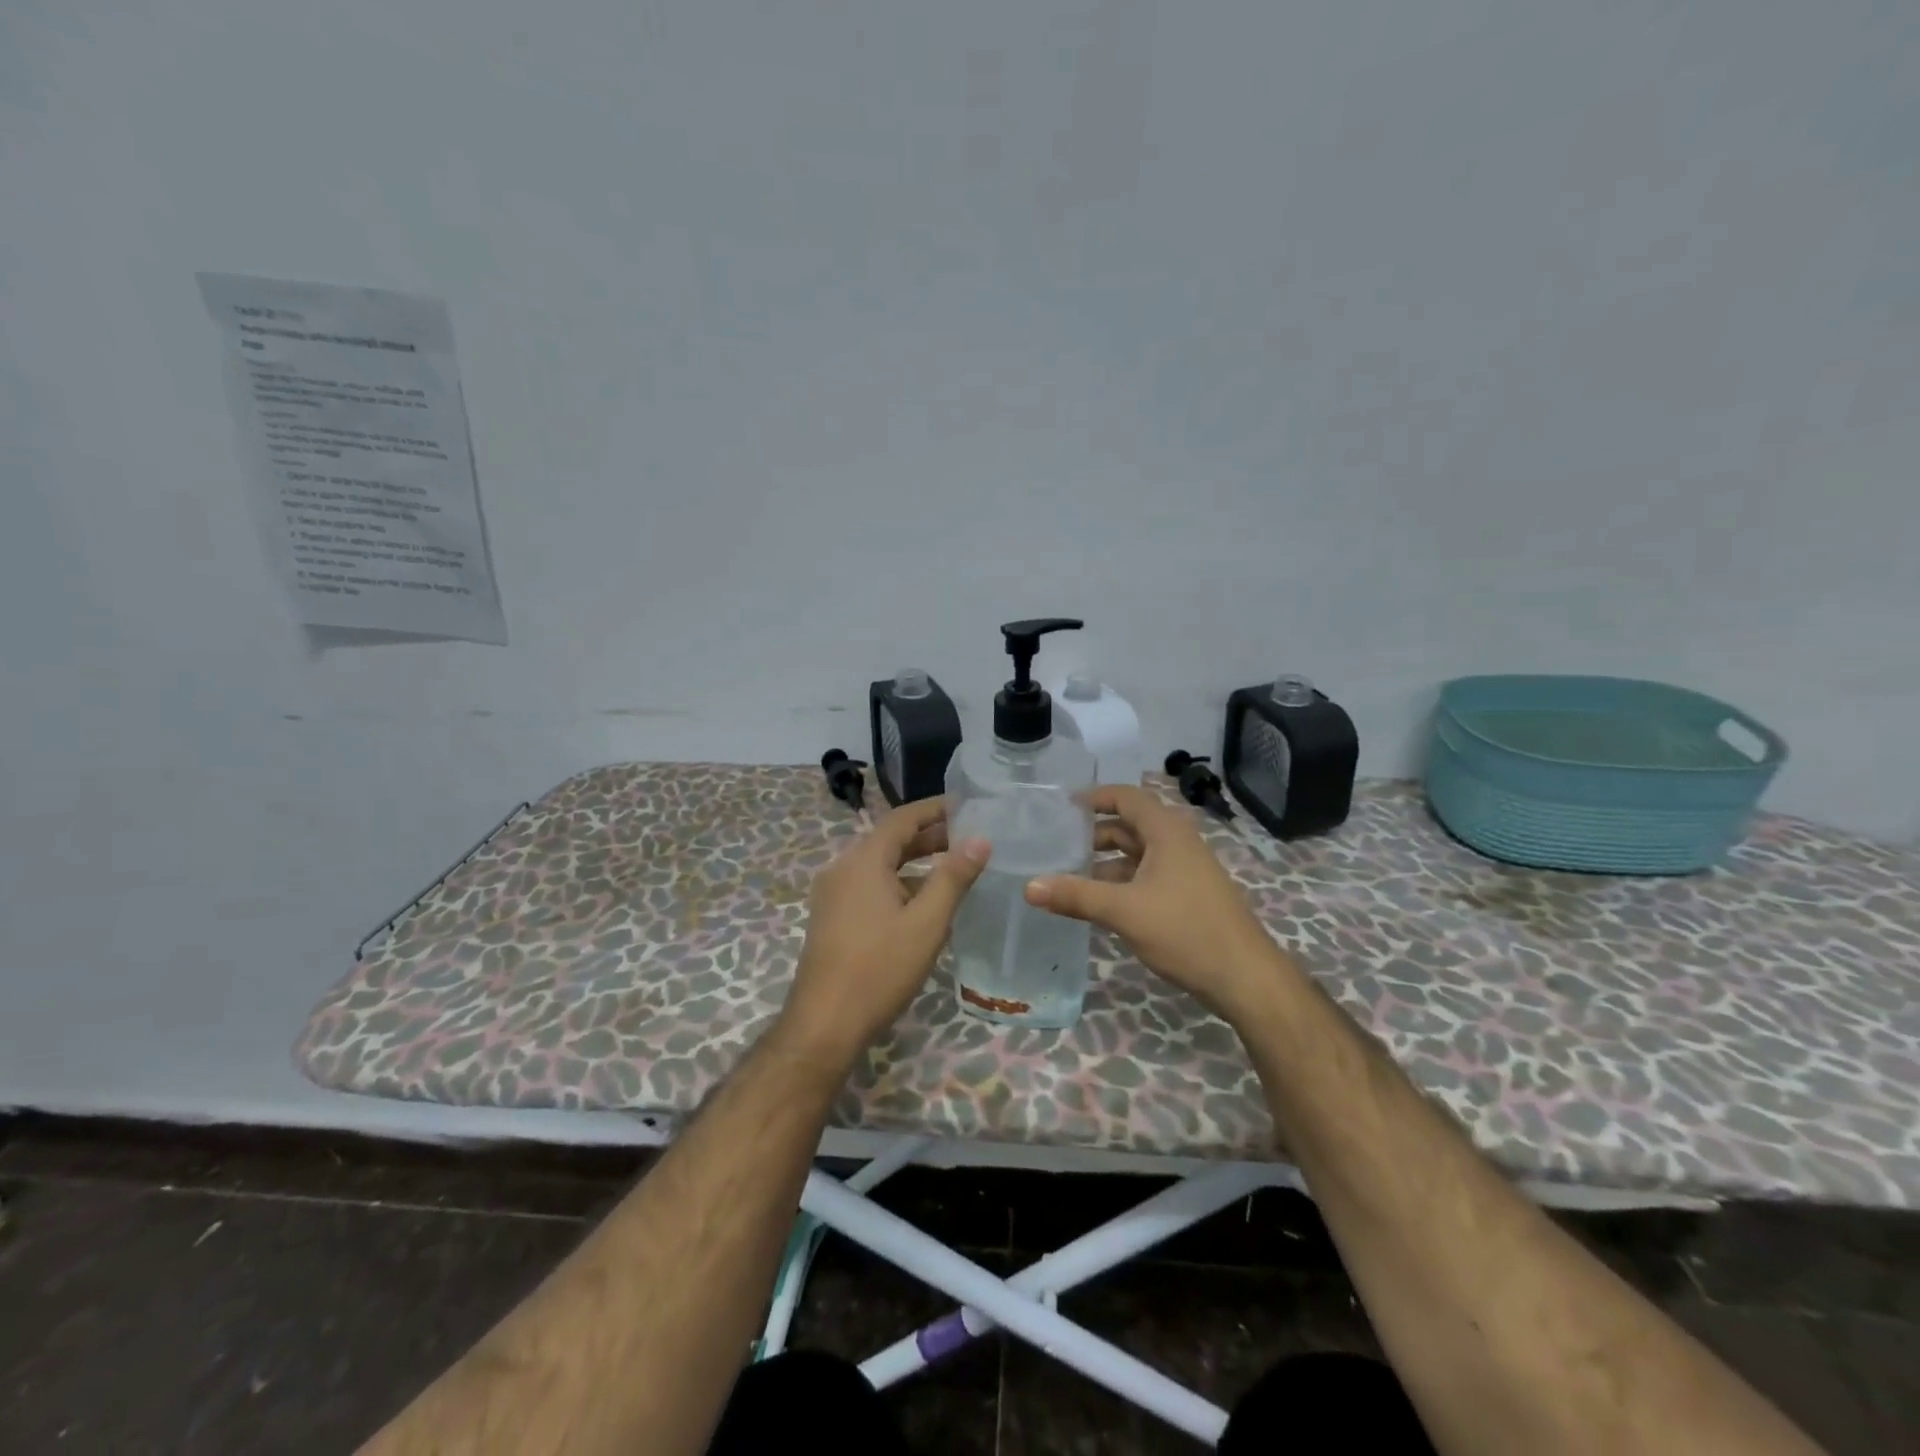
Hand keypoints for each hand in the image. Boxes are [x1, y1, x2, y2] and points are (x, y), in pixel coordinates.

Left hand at [777, 797, 990, 1067]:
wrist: (824, 1023)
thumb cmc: (879, 968)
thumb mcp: (926, 922)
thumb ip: (953, 878)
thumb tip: (980, 840)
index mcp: (864, 860)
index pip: (902, 818)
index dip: (935, 809)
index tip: (967, 805)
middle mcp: (843, 868)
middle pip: (889, 840)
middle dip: (929, 836)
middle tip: (968, 838)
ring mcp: (834, 894)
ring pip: (880, 866)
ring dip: (915, 863)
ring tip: (953, 869)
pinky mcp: (832, 917)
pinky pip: (869, 886)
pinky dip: (898, 884)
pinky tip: (923, 905)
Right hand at [1025, 784, 1288, 1018]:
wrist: (1245, 978)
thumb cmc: (1185, 931)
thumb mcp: (1124, 911)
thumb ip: (1075, 895)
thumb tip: (1029, 886)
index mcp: (1166, 831)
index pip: (1125, 797)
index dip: (1093, 797)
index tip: (1061, 808)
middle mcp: (1177, 842)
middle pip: (1128, 825)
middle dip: (1093, 834)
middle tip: (1055, 846)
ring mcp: (1185, 869)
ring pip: (1137, 854)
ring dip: (1105, 863)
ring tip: (1068, 877)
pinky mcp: (1187, 894)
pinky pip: (1146, 876)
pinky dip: (1121, 882)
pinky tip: (1098, 903)